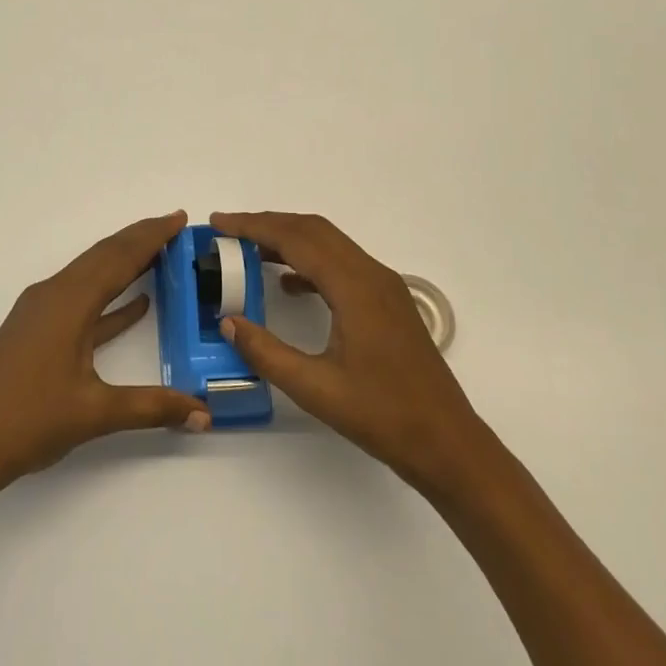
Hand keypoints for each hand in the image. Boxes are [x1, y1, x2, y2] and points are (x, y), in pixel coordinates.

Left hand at [0, 212, 209, 498]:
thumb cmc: (27, 421)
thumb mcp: (94, 413)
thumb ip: (152, 408)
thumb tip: (203, 413)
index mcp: (68, 302)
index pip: (119, 257)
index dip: (151, 236)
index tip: (179, 217)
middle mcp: (53, 295)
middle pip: (103, 257)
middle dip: (139, 239)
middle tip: (174, 227)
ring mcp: (41, 313)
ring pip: (91, 277)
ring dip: (124, 264)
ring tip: (160, 256)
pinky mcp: (35, 332)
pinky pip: (81, 302)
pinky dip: (110, 299)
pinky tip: (136, 306)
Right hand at [212, 211, 482, 493]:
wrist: (447, 442)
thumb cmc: (383, 416)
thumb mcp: (316, 388)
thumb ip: (267, 352)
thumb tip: (228, 323)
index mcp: (355, 287)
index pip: (296, 238)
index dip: (253, 225)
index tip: (218, 223)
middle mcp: (372, 275)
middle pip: (314, 230)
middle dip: (268, 224)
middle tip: (227, 232)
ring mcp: (384, 287)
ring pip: (329, 245)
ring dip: (289, 240)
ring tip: (248, 252)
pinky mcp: (388, 303)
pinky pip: (342, 265)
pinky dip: (309, 262)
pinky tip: (288, 285)